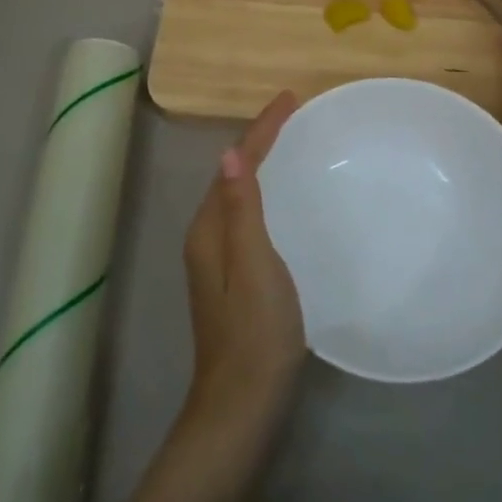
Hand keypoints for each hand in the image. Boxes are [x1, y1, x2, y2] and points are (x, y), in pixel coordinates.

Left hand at [181, 91, 306, 438]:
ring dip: (261, 165)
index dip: (262, 129)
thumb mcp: (254, 266)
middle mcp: (206, 237)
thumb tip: (232, 153)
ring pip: (239, 196)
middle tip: (294, 116)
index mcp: (209, 229)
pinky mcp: (233, 276)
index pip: (235, 164)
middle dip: (260, 140)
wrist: (242, 401)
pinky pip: (247, 216)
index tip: (290, 99)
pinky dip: (265, 194)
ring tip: (292, 145)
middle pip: (233, 174)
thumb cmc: (255, 331)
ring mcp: (217, 259)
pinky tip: (285, 200)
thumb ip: (243, 211)